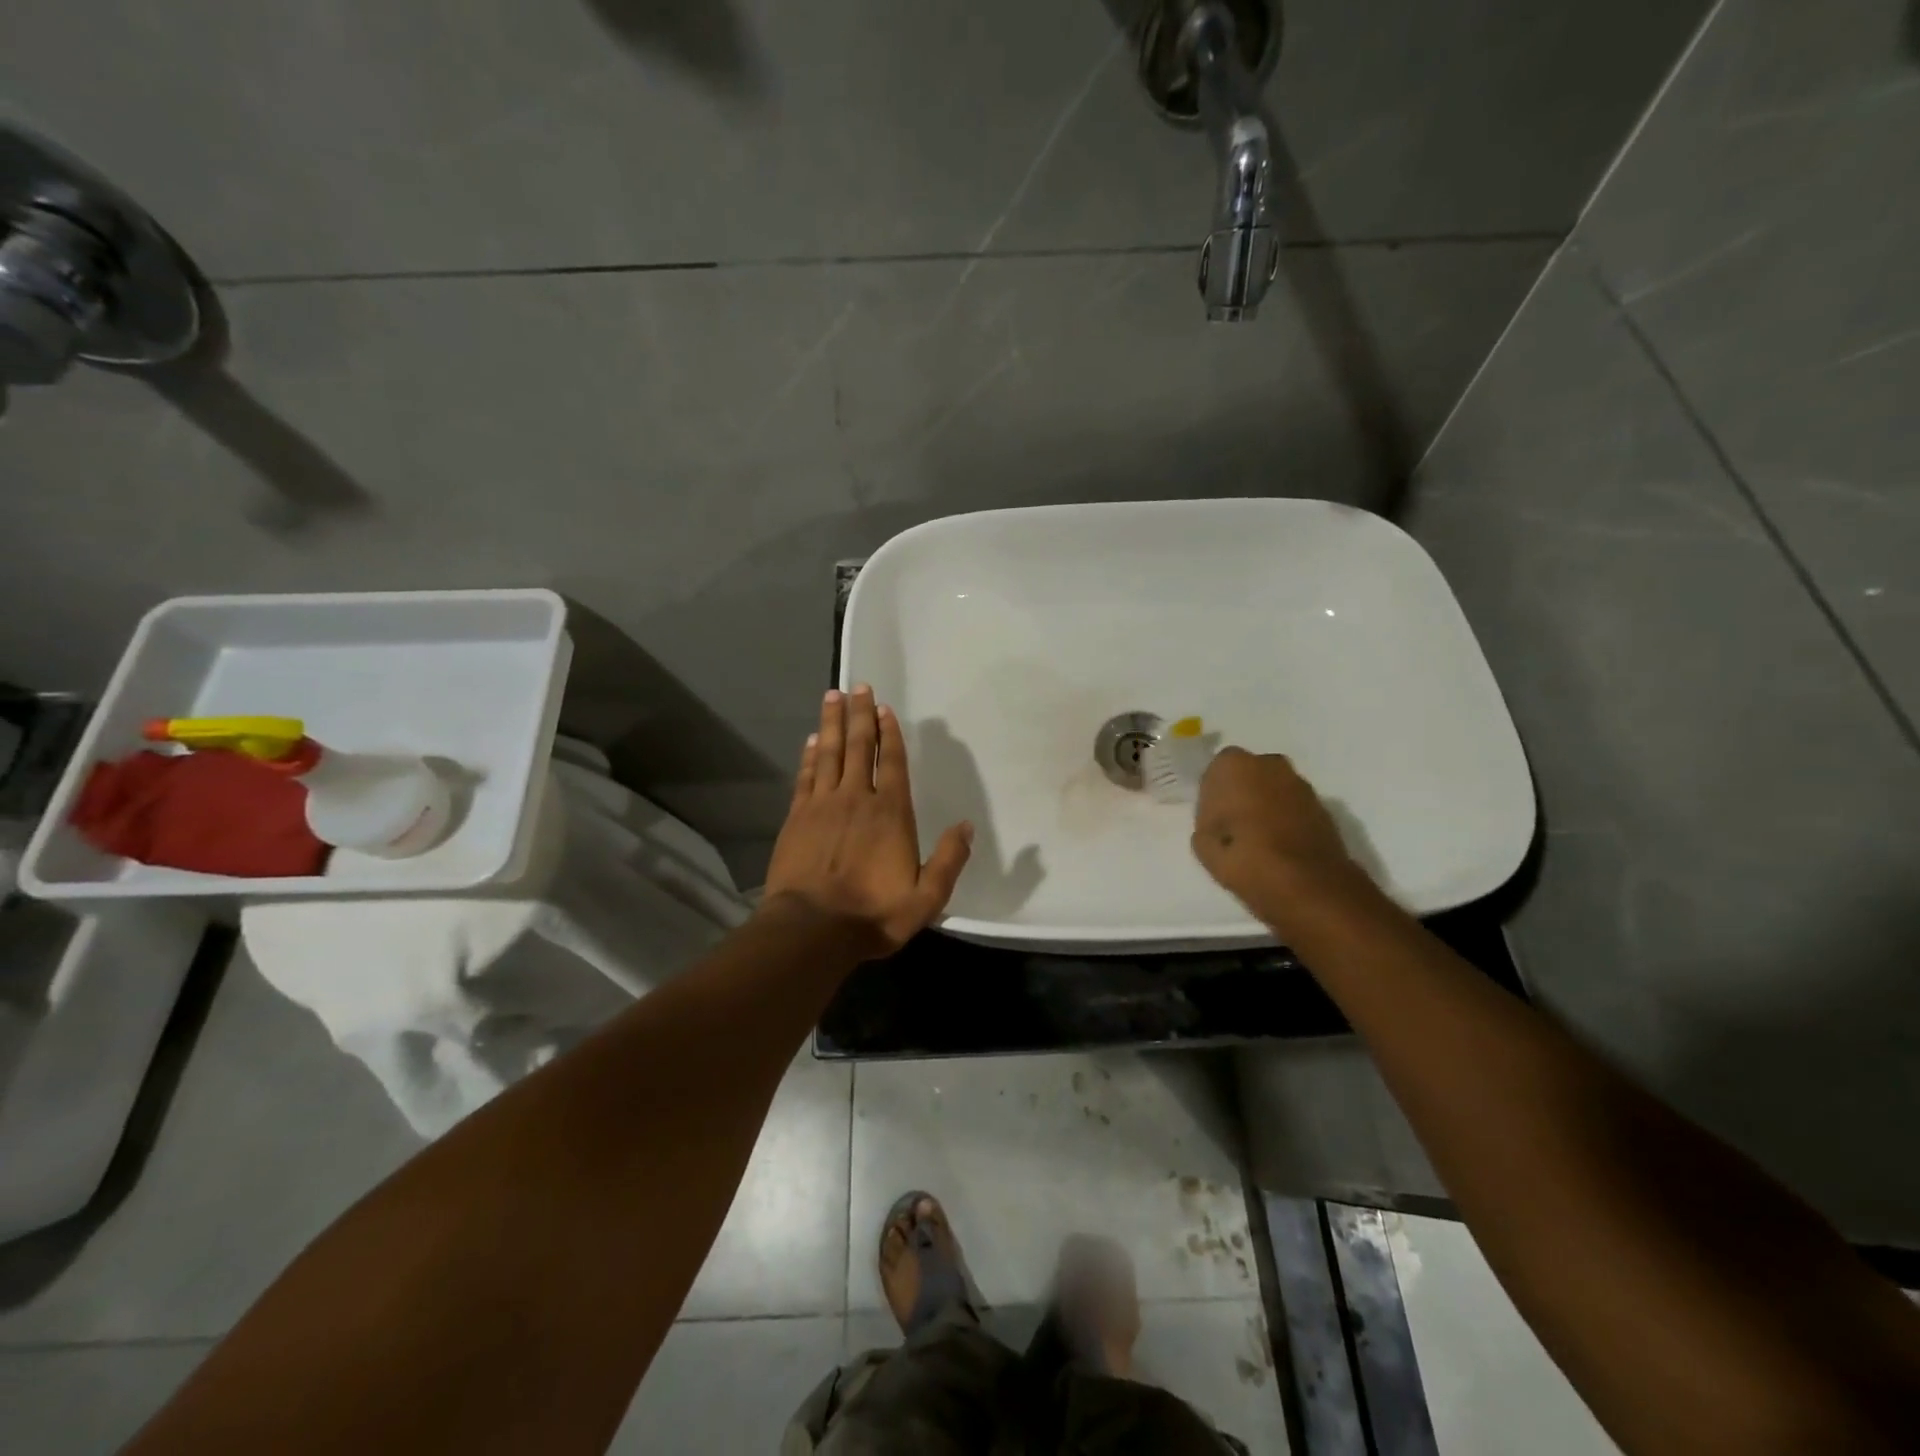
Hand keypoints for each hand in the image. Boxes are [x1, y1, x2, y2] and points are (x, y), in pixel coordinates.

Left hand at [761, 685, 972, 956]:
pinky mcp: (797, 817)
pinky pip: (806, 776)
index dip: (888, 733)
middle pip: (858, 746)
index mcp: (890, 813)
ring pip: (829, 753)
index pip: (891, 762)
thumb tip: (966, 825)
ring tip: (833, 696)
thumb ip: (949, 860)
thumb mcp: (927, 898)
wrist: (812, 929)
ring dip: (831, 723)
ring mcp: (822, 805)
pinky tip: (811, 740)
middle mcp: (856, 798)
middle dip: (859, 715)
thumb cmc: (873, 914)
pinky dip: (809, 755)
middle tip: (857, 686)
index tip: (883, 708)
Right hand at [1191, 748, 1366, 922]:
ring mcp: (1300, 783)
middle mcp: (1269, 764)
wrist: (1309, 884)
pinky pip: (1293, 806)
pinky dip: (1286, 818)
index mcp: (1234, 766)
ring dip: (1265, 804)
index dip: (1212, 794)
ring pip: (1273, 788)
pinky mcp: (1323, 806)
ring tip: (1258, 837)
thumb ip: (1207, 824)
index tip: (1211, 818)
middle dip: (1241, 792)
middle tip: (1233, 824)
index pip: (1215, 770)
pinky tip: (1280, 844)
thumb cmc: (1245, 858)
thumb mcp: (1203, 845)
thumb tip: (1218, 823)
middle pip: (1248, 773)